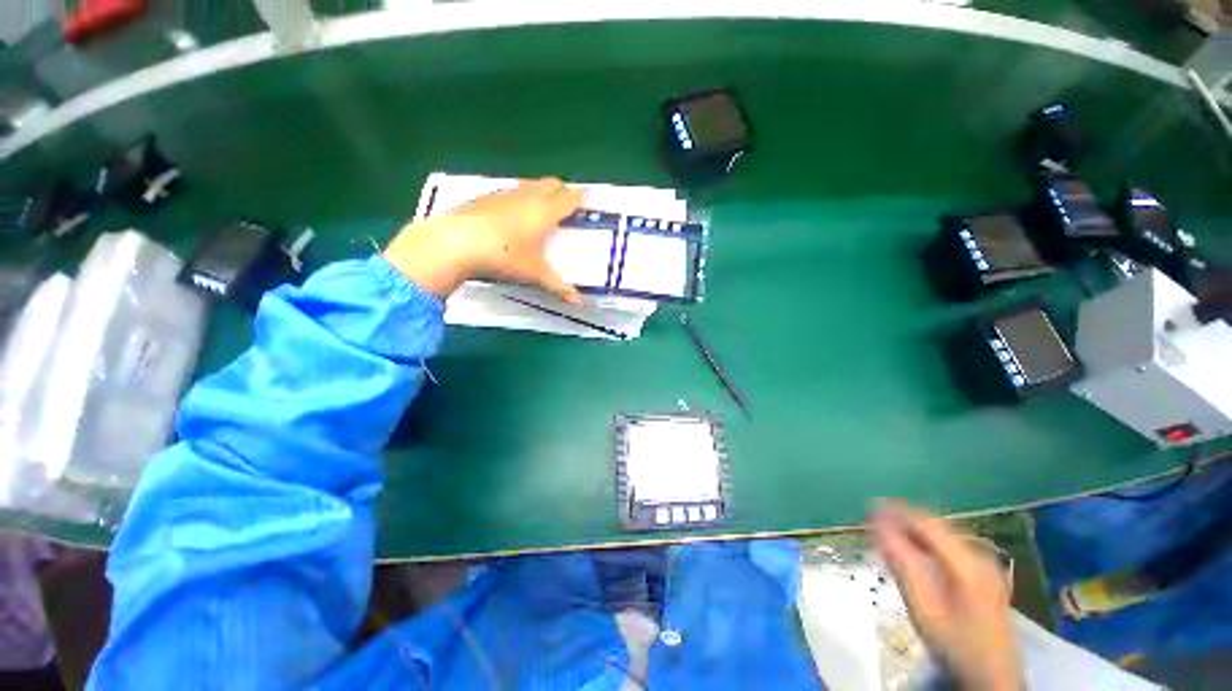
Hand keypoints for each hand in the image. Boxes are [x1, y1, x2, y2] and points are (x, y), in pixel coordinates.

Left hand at [384, 178, 583, 301]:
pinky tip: (509, 216)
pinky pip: (508, 192)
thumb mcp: (534, 275)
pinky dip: (517, 198)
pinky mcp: (483, 197)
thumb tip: (579, 303)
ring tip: (539, 209)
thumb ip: (558, 287)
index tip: (584, 203)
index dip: (579, 199)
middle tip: (564, 206)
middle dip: (561, 191)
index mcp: (544, 212)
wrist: (455, 243)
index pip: (568, 198)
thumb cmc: (504, 257)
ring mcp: (503, 194)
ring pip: (529, 185)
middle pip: (551, 184)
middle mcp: (527, 197)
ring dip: (539, 192)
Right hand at [871, 501, 1022, 690]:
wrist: (993, 675)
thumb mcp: (922, 607)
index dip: (896, 511)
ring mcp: (985, 563)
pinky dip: (925, 542)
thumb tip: (877, 526)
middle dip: (902, 520)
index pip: (926, 522)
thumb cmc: (954, 643)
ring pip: (941, 533)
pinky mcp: (983, 572)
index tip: (868, 509)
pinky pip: (948, 544)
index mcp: (967, 562)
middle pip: (935, 524)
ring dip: (912, 530)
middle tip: (873, 522)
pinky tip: (910, 550)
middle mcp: (980, 554)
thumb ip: (901, 563)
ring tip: (886, 534)